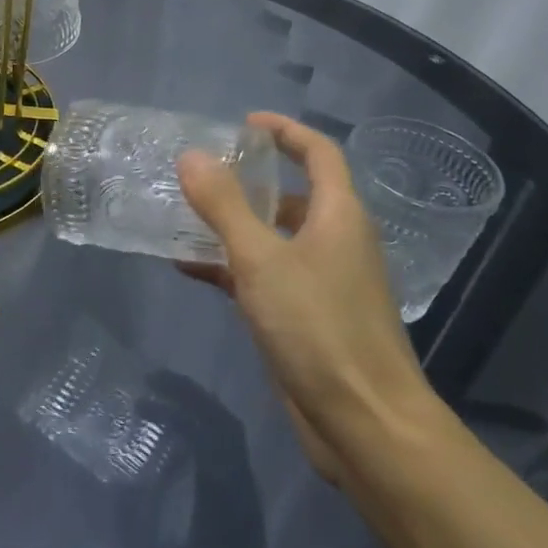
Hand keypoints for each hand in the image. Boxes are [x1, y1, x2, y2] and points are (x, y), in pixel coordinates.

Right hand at [176, 113, 433, 482]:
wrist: (363, 424)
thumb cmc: (318, 327)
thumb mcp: (261, 259)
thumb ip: (224, 205)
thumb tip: (191, 155)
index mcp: (339, 216)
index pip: (319, 153)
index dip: (286, 131)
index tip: (244, 124)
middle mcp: (336, 242)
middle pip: (294, 195)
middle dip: (250, 181)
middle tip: (201, 173)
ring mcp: (322, 282)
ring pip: (274, 238)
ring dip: (234, 225)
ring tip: (184, 215)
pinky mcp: (305, 317)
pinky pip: (264, 276)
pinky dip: (230, 266)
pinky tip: (189, 267)